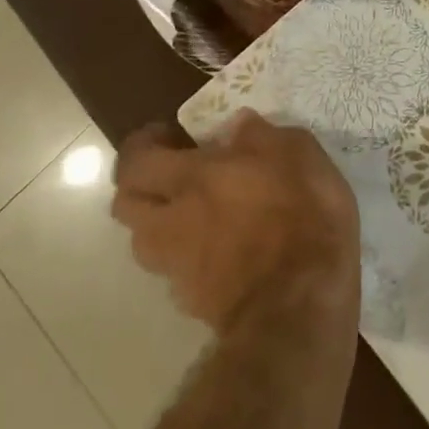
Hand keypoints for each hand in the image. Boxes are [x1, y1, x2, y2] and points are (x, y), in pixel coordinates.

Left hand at [112, 112, 358, 330]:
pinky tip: (218, 256)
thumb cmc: (303, 214)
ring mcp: (178, 266)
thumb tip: (236, 125)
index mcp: (193, 178)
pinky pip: (175, 274)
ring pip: (144, 242)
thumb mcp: (299, 155)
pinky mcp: (193, 302)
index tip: (167, 136)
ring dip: (158, 225)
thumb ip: (262, 136)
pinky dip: (187, 261)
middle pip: (125, 203)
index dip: (143, 145)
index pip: (138, 159)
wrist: (298, 303)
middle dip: (141, 186)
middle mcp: (172, 220)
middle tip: (173, 176)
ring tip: (192, 217)